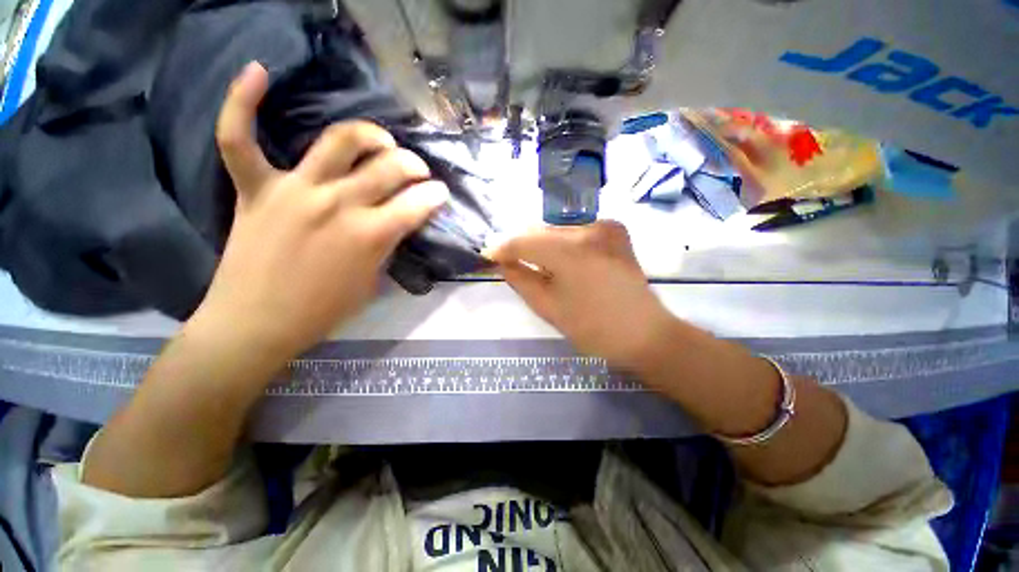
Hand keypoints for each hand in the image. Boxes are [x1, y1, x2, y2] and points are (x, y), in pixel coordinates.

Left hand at [189, 62, 449, 360]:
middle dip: (415, 166)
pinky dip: (243, 102)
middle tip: (419, 172)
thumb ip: (386, 245)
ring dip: (370, 134)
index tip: (440, 194)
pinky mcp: (256, 188)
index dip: (435, 196)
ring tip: (381, 141)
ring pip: (340, 141)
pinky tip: (259, 72)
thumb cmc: (323, 310)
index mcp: (371, 235)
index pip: (418, 203)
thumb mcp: (372, 281)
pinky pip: (240, 138)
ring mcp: (295, 190)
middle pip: (390, 168)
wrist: (257, 323)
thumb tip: (397, 221)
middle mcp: (339, 204)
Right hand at [489, 221, 673, 368]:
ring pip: (558, 230)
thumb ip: (520, 279)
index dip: (503, 247)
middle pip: (542, 231)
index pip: (524, 240)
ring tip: (533, 262)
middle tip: (508, 259)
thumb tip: (503, 262)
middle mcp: (589, 228)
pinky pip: (577, 232)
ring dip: (542, 244)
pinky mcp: (616, 231)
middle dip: (522, 244)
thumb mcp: (548, 307)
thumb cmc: (593, 327)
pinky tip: (560, 260)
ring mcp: (606, 226)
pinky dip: (562, 243)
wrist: (644, 333)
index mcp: (570, 250)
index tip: (488, 254)